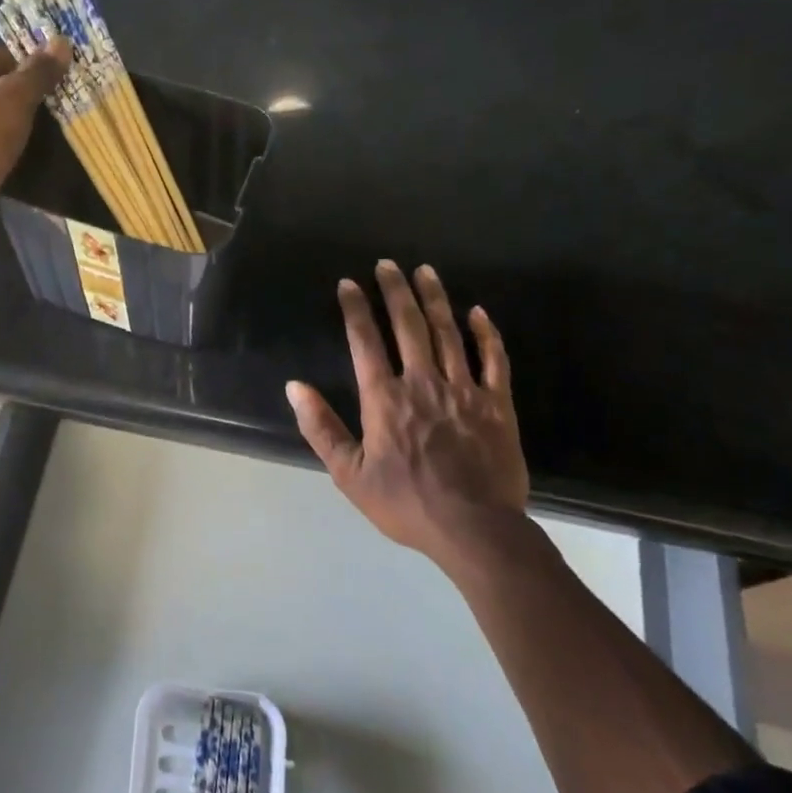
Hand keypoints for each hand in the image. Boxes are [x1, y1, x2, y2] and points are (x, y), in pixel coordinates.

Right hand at [287, 262, 530, 566]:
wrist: (474, 528)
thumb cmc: (406, 503)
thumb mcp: (349, 474)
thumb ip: (321, 428)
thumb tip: (294, 387)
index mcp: (385, 398)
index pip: (365, 341)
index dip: (355, 309)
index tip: (349, 284)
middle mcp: (422, 382)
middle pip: (408, 325)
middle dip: (395, 291)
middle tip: (388, 263)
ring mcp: (463, 390)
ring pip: (448, 333)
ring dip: (435, 299)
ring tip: (426, 271)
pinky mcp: (497, 404)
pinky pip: (492, 359)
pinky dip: (485, 333)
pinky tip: (477, 312)